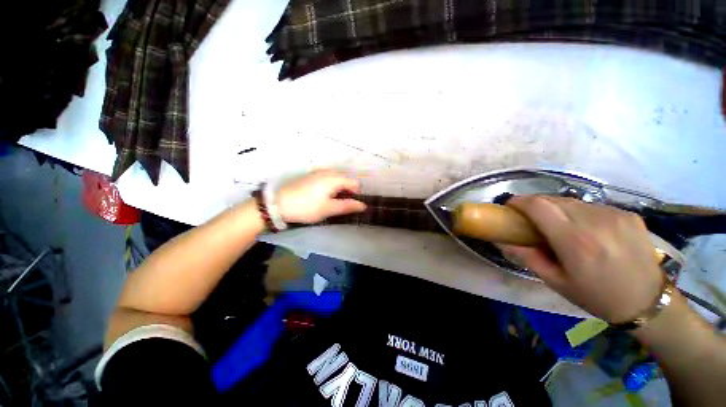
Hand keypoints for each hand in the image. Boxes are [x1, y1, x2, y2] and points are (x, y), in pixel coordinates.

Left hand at [276, 169, 366, 223]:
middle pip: (346, 179)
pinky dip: (330, 186)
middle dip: (347, 191)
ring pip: (336, 179)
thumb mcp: (329, 209)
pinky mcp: (311, 175)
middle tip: (341, 205)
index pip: (354, 183)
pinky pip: (327, 178)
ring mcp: (318, 172)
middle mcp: (328, 171)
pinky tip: (322, 196)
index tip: (351, 205)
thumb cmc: (307, 207)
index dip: (356, 194)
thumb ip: (347, 206)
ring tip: (332, 202)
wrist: (279, 203)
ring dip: (339, 189)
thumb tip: (363, 205)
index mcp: (335, 178)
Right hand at [500, 196, 663, 322]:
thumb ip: (528, 257)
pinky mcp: (628, 214)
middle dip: (536, 205)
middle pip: (554, 200)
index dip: (520, 201)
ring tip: (559, 225)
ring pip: (573, 202)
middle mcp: (595, 222)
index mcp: (575, 241)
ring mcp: (615, 215)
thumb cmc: (597, 296)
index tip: (510, 206)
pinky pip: (592, 207)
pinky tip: (585, 229)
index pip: (539, 206)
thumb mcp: (556, 282)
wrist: (648, 303)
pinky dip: (579, 213)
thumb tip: (503, 241)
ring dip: (557, 209)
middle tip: (531, 219)